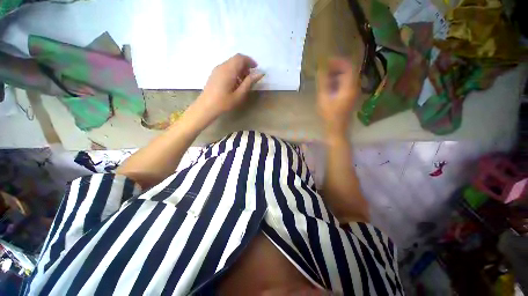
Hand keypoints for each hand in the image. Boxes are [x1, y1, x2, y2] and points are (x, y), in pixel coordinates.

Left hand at [195, 54, 263, 120]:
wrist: (206, 107)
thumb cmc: (224, 102)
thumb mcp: (239, 94)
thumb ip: (249, 82)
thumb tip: (260, 73)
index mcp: (229, 70)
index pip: (240, 58)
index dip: (250, 61)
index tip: (256, 68)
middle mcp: (222, 66)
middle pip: (236, 59)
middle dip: (245, 65)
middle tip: (251, 77)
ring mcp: (217, 69)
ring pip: (231, 63)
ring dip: (240, 69)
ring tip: (244, 82)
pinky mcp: (214, 74)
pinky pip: (226, 68)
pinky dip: (234, 72)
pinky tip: (235, 83)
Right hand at [317, 58, 359, 136]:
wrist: (336, 128)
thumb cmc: (329, 115)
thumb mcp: (323, 98)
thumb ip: (323, 82)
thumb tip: (321, 68)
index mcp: (349, 87)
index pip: (349, 66)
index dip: (339, 61)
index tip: (328, 60)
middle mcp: (354, 87)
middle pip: (349, 70)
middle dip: (337, 66)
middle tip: (325, 67)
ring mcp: (353, 92)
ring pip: (347, 77)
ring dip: (337, 73)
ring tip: (325, 74)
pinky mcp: (350, 96)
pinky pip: (345, 83)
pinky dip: (338, 80)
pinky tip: (329, 84)